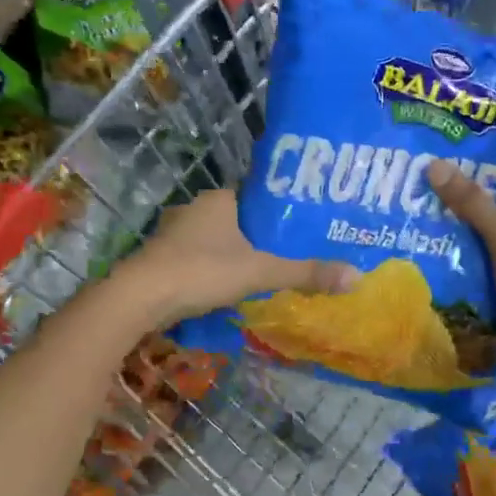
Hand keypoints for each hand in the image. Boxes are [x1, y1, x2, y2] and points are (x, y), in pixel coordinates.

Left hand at [115, 188, 358, 325]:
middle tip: (295, 251)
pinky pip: (201, 260)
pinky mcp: (164, 260)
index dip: (282, 209)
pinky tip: (233, 288)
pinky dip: (218, 271)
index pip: (258, 195)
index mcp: (219, 200)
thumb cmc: (202, 272)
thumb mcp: (260, 272)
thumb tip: (356, 276)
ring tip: (271, 271)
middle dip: (263, 236)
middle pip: (240, 219)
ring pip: (219, 241)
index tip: (306, 224)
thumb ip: (305, 273)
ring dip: (238, 255)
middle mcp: (196, 209)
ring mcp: (175, 235)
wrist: (139, 299)